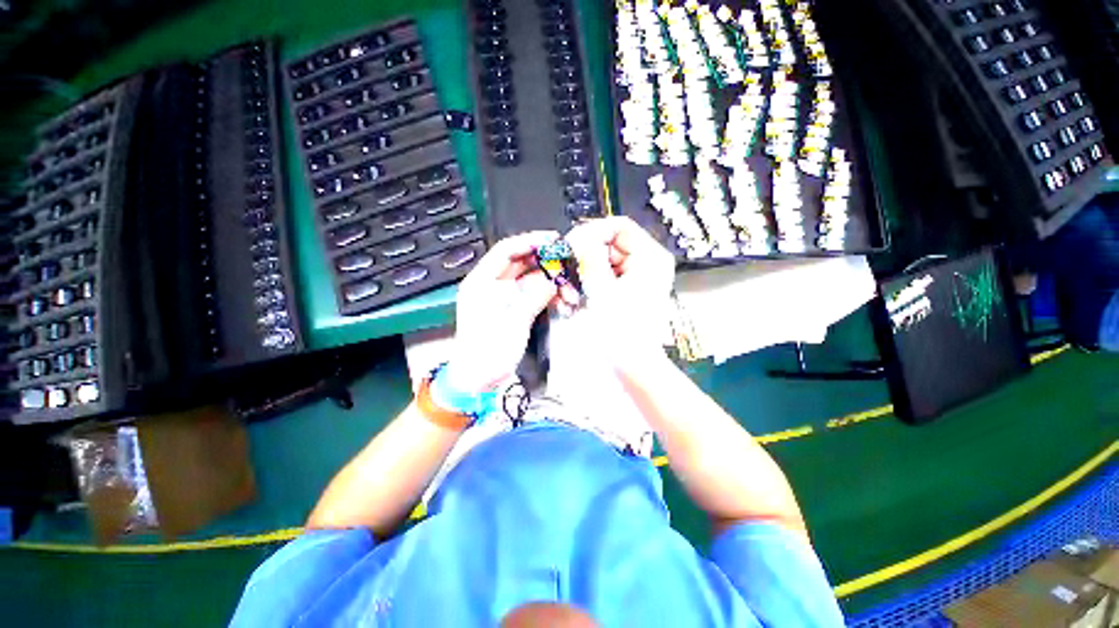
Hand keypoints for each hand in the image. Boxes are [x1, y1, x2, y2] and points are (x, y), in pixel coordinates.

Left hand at [446, 231, 560, 391]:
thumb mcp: (512, 322)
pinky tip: (564, 300)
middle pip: (522, 263)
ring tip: (570, 291)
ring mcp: (506, 297)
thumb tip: (553, 280)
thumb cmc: (488, 351)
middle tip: (569, 264)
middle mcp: (493, 285)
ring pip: (532, 279)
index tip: (553, 240)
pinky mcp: (516, 308)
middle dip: (547, 263)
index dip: (530, 241)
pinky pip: (535, 294)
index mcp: (482, 282)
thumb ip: (533, 297)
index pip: (506, 251)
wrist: (480, 381)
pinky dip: (550, 295)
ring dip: (552, 282)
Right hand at [564, 217, 675, 368]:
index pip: (620, 226)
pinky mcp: (630, 287)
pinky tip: (581, 293)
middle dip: (587, 254)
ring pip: (606, 258)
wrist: (633, 364)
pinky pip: (607, 273)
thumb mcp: (602, 289)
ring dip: (586, 269)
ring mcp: (639, 275)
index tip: (572, 246)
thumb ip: (590, 256)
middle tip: (568, 269)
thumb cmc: (622, 331)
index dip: (593, 231)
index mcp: (651, 257)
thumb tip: (578, 234)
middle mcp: (648, 262)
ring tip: (573, 286)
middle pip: (611, 242)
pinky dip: (592, 280)